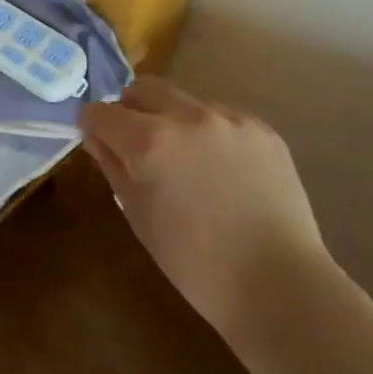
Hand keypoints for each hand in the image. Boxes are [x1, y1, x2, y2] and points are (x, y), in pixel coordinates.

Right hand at [79, 75, 330, 337]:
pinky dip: (209, 133)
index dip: (93, 127)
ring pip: (183, 100)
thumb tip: (96, 137)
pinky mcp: (262, 129)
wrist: (278, 285)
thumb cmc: (194, 263)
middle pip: (141, 89)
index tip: (100, 143)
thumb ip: (113, 166)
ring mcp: (229, 119)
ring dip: (172, 120)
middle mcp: (187, 117)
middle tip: (138, 145)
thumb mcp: (138, 215)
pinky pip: (221, 116)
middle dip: (130, 110)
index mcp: (149, 142)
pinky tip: (222, 169)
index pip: (101, 112)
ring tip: (187, 161)